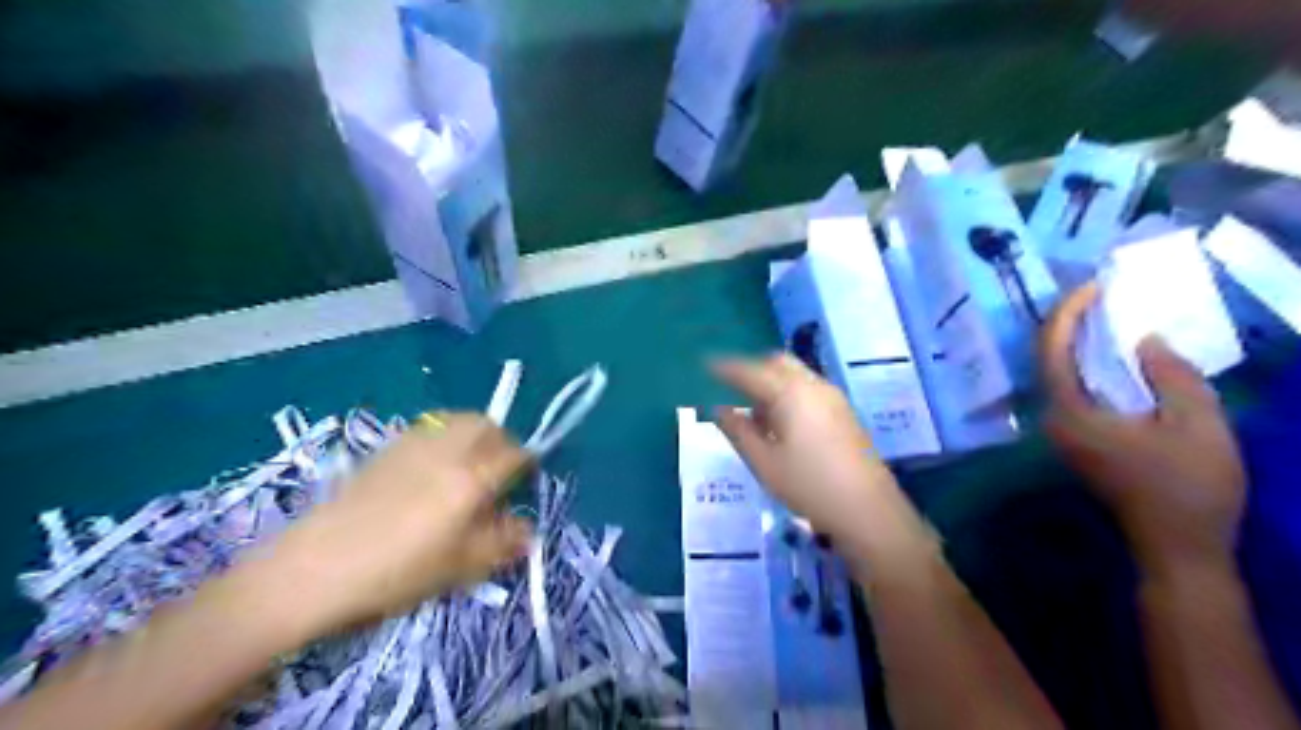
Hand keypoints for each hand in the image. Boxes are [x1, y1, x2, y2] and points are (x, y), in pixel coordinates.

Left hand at [263, 414, 534, 636]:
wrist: (316, 567)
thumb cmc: (397, 572)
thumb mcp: (460, 567)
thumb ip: (501, 544)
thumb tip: (527, 532)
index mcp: (471, 479)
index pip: (514, 455)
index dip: (528, 466)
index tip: (526, 483)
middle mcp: (448, 451)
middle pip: (488, 425)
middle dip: (502, 442)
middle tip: (499, 472)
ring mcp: (415, 444)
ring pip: (459, 419)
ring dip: (475, 434)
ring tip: (469, 465)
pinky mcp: (388, 447)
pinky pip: (431, 427)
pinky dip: (447, 436)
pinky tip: (434, 467)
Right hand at [711, 354, 905, 546]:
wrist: (868, 509)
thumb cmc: (809, 486)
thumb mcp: (764, 462)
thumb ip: (738, 430)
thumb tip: (718, 409)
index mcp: (790, 393)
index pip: (750, 371)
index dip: (726, 367)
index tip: (706, 365)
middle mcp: (813, 386)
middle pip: (777, 363)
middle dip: (753, 370)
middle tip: (731, 388)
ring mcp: (832, 397)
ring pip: (795, 375)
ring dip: (771, 383)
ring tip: (754, 414)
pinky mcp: (843, 412)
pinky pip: (808, 389)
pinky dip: (788, 394)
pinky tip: (781, 424)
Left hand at [1046, 286, 1242, 574]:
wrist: (1178, 546)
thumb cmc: (1190, 487)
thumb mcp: (1196, 425)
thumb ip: (1170, 375)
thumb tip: (1144, 339)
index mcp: (1068, 411)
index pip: (1053, 349)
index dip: (1069, 313)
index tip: (1094, 285)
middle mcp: (1052, 417)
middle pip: (1047, 357)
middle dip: (1069, 321)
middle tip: (1099, 292)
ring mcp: (1060, 430)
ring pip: (1057, 372)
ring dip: (1075, 341)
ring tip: (1104, 311)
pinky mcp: (1075, 437)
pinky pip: (1071, 388)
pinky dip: (1084, 364)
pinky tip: (1108, 351)